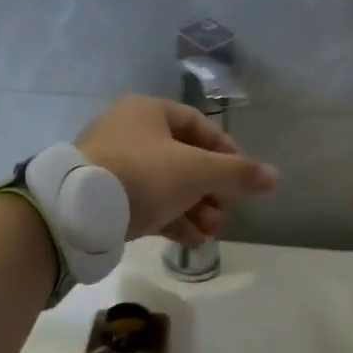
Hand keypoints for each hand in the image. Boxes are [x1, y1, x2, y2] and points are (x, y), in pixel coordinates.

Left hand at [77, 96, 278, 245]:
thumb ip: (237, 173)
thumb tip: (274, 176)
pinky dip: (171, 220)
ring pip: (166, 186)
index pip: (198, 125)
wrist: (79, 211)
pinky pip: (147, 204)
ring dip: (195, 210)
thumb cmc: (143, 175)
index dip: (225, 150)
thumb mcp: (197, 171)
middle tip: (225, 212)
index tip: (242, 177)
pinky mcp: (105, 197)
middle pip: (184, 159)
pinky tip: (191, 241)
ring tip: (211, 233)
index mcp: (147, 111)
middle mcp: (128, 133)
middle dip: (211, 190)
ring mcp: (114, 166)